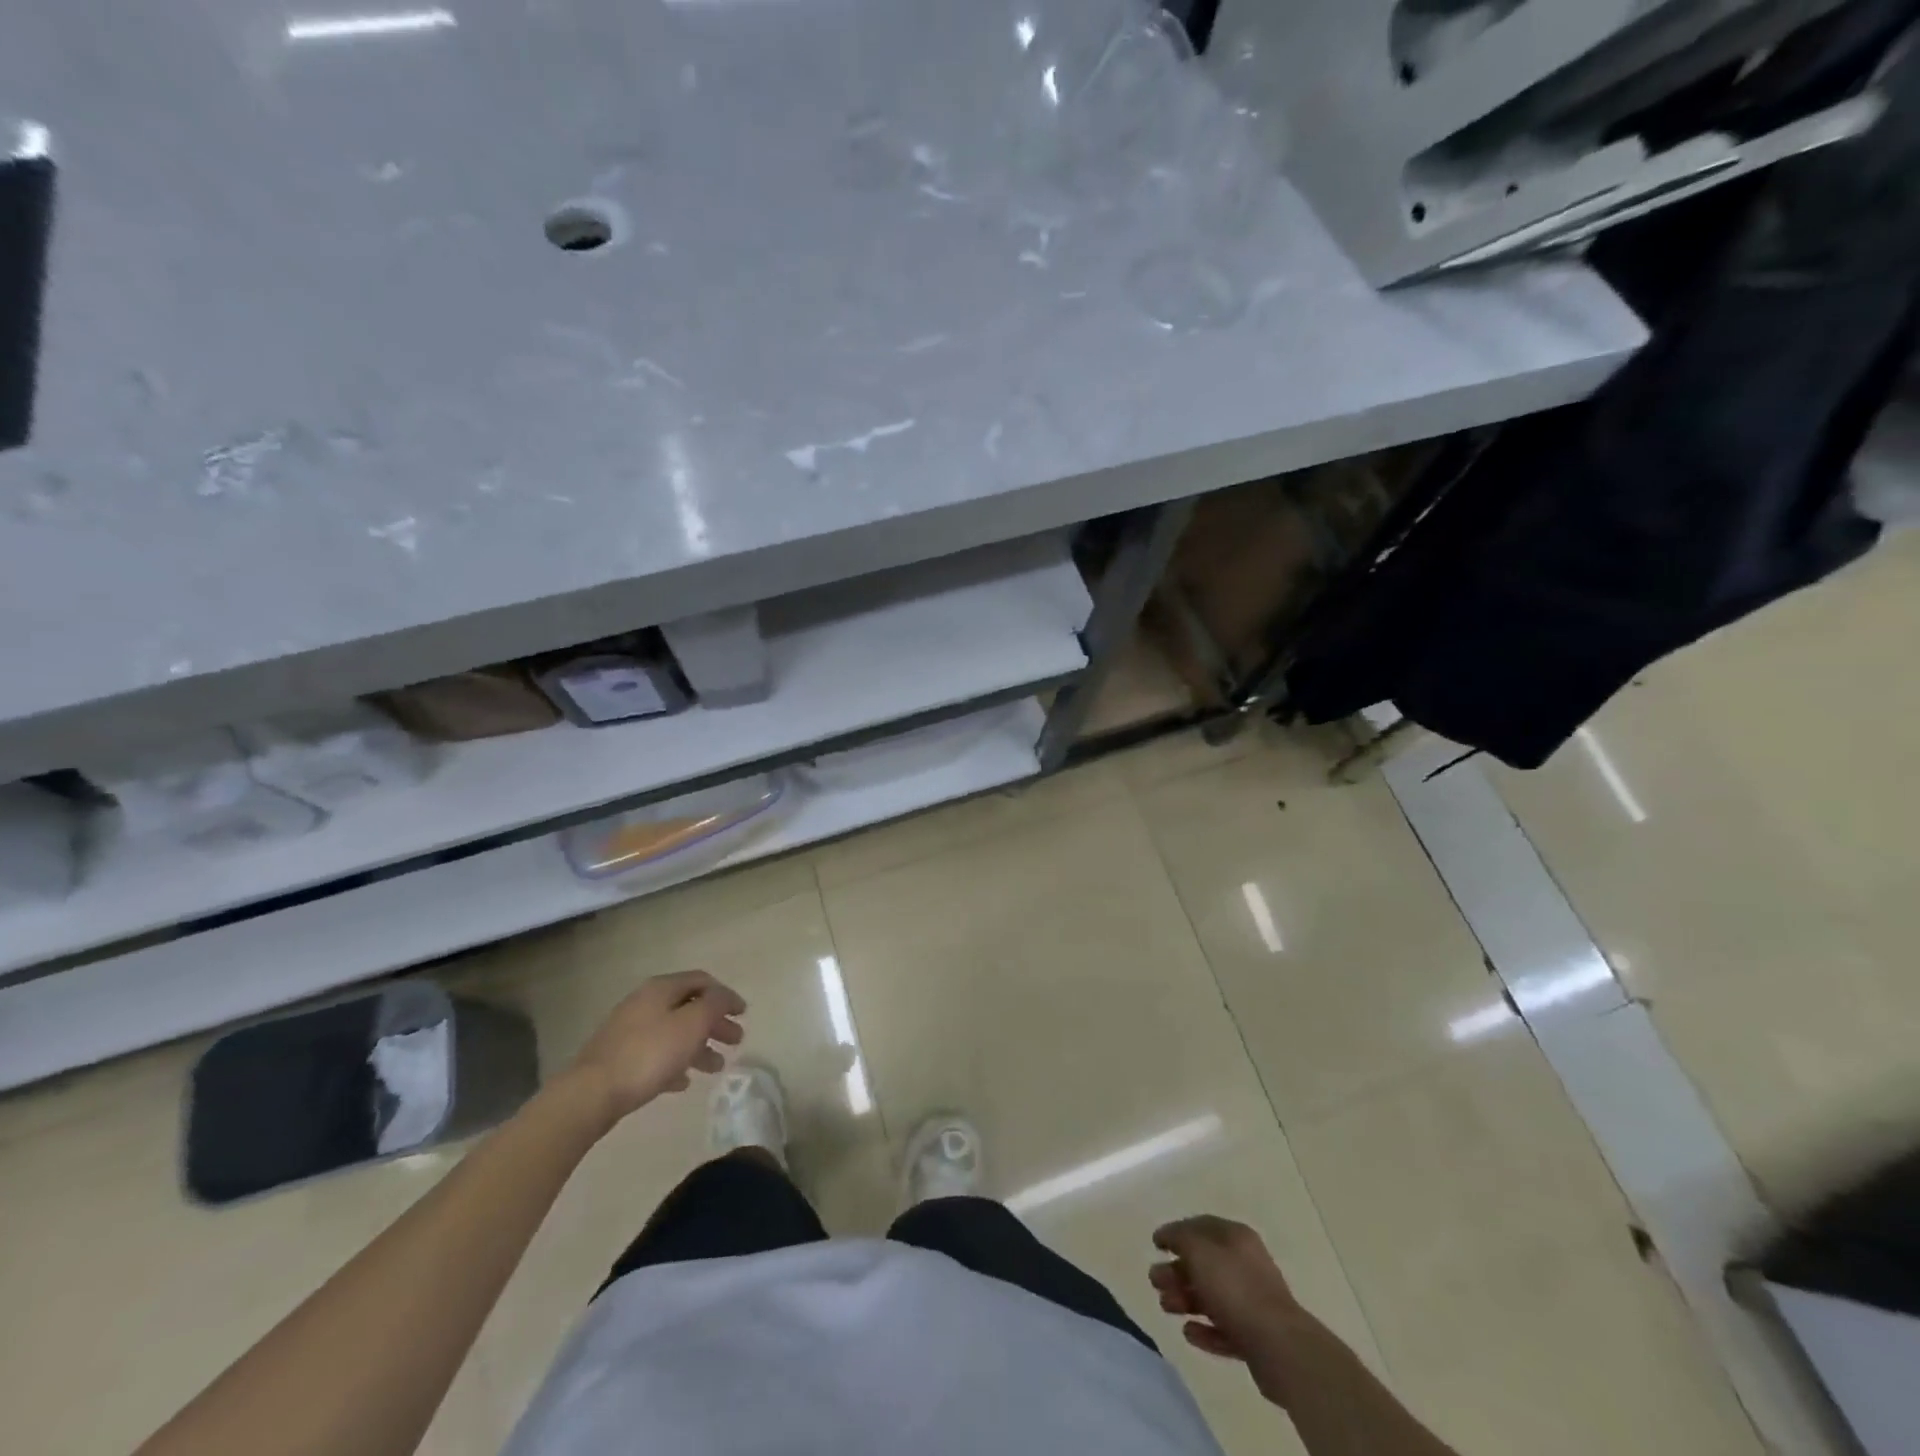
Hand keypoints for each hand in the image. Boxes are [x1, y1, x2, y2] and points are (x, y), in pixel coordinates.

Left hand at [567, 971, 746, 1126]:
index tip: (743, 1014)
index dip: (726, 995)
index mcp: (661, 989)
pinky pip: (655, 1055)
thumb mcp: (692, 1024)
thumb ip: (715, 1005)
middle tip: (735, 1041)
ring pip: (673, 1033)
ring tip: (715, 1067)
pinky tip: (683, 1082)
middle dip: (715, 1023)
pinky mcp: (618, 1058)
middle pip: (688, 1007)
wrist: (591, 1093)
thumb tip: (724, 997)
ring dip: (698, 1046)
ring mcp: (628, 1031)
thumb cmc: (649, 1054)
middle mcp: (644, 1003)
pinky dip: (675, 1063)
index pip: (702, 981)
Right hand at [1150, 1215, 1307, 1406]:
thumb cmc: (1235, 1288)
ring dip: (1185, 1299)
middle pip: (1204, 1263)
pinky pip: (1223, 1328)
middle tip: (1154, 1281)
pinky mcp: (1255, 1336)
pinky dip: (1205, 1329)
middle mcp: (1245, 1264)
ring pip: (1211, 1296)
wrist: (1279, 1346)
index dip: (1176, 1231)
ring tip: (1166, 1307)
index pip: (1201, 1225)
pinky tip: (1189, 1333)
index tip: (1155, 1244)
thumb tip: (1168, 1235)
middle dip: (1176, 1271)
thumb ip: (1180, 1237)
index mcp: (1236, 1237)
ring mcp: (1252, 1302)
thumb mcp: (1199, 1251)